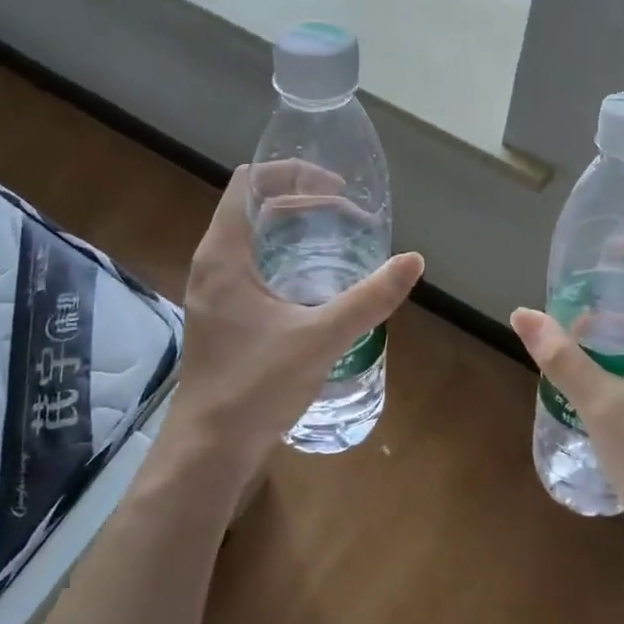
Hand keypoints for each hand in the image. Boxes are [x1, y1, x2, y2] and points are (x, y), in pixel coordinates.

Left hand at [160, 164, 423, 490]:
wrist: (210, 451)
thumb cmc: (255, 387)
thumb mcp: (320, 338)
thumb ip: (369, 298)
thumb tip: (413, 261)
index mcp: (224, 255)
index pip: (249, 183)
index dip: (291, 172)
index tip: (335, 186)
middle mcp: (213, 264)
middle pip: (255, 207)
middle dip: (304, 202)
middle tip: (350, 216)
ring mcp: (215, 292)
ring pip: (255, 239)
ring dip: (295, 231)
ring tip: (341, 241)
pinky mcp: (223, 316)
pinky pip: (254, 267)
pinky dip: (286, 259)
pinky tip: (319, 283)